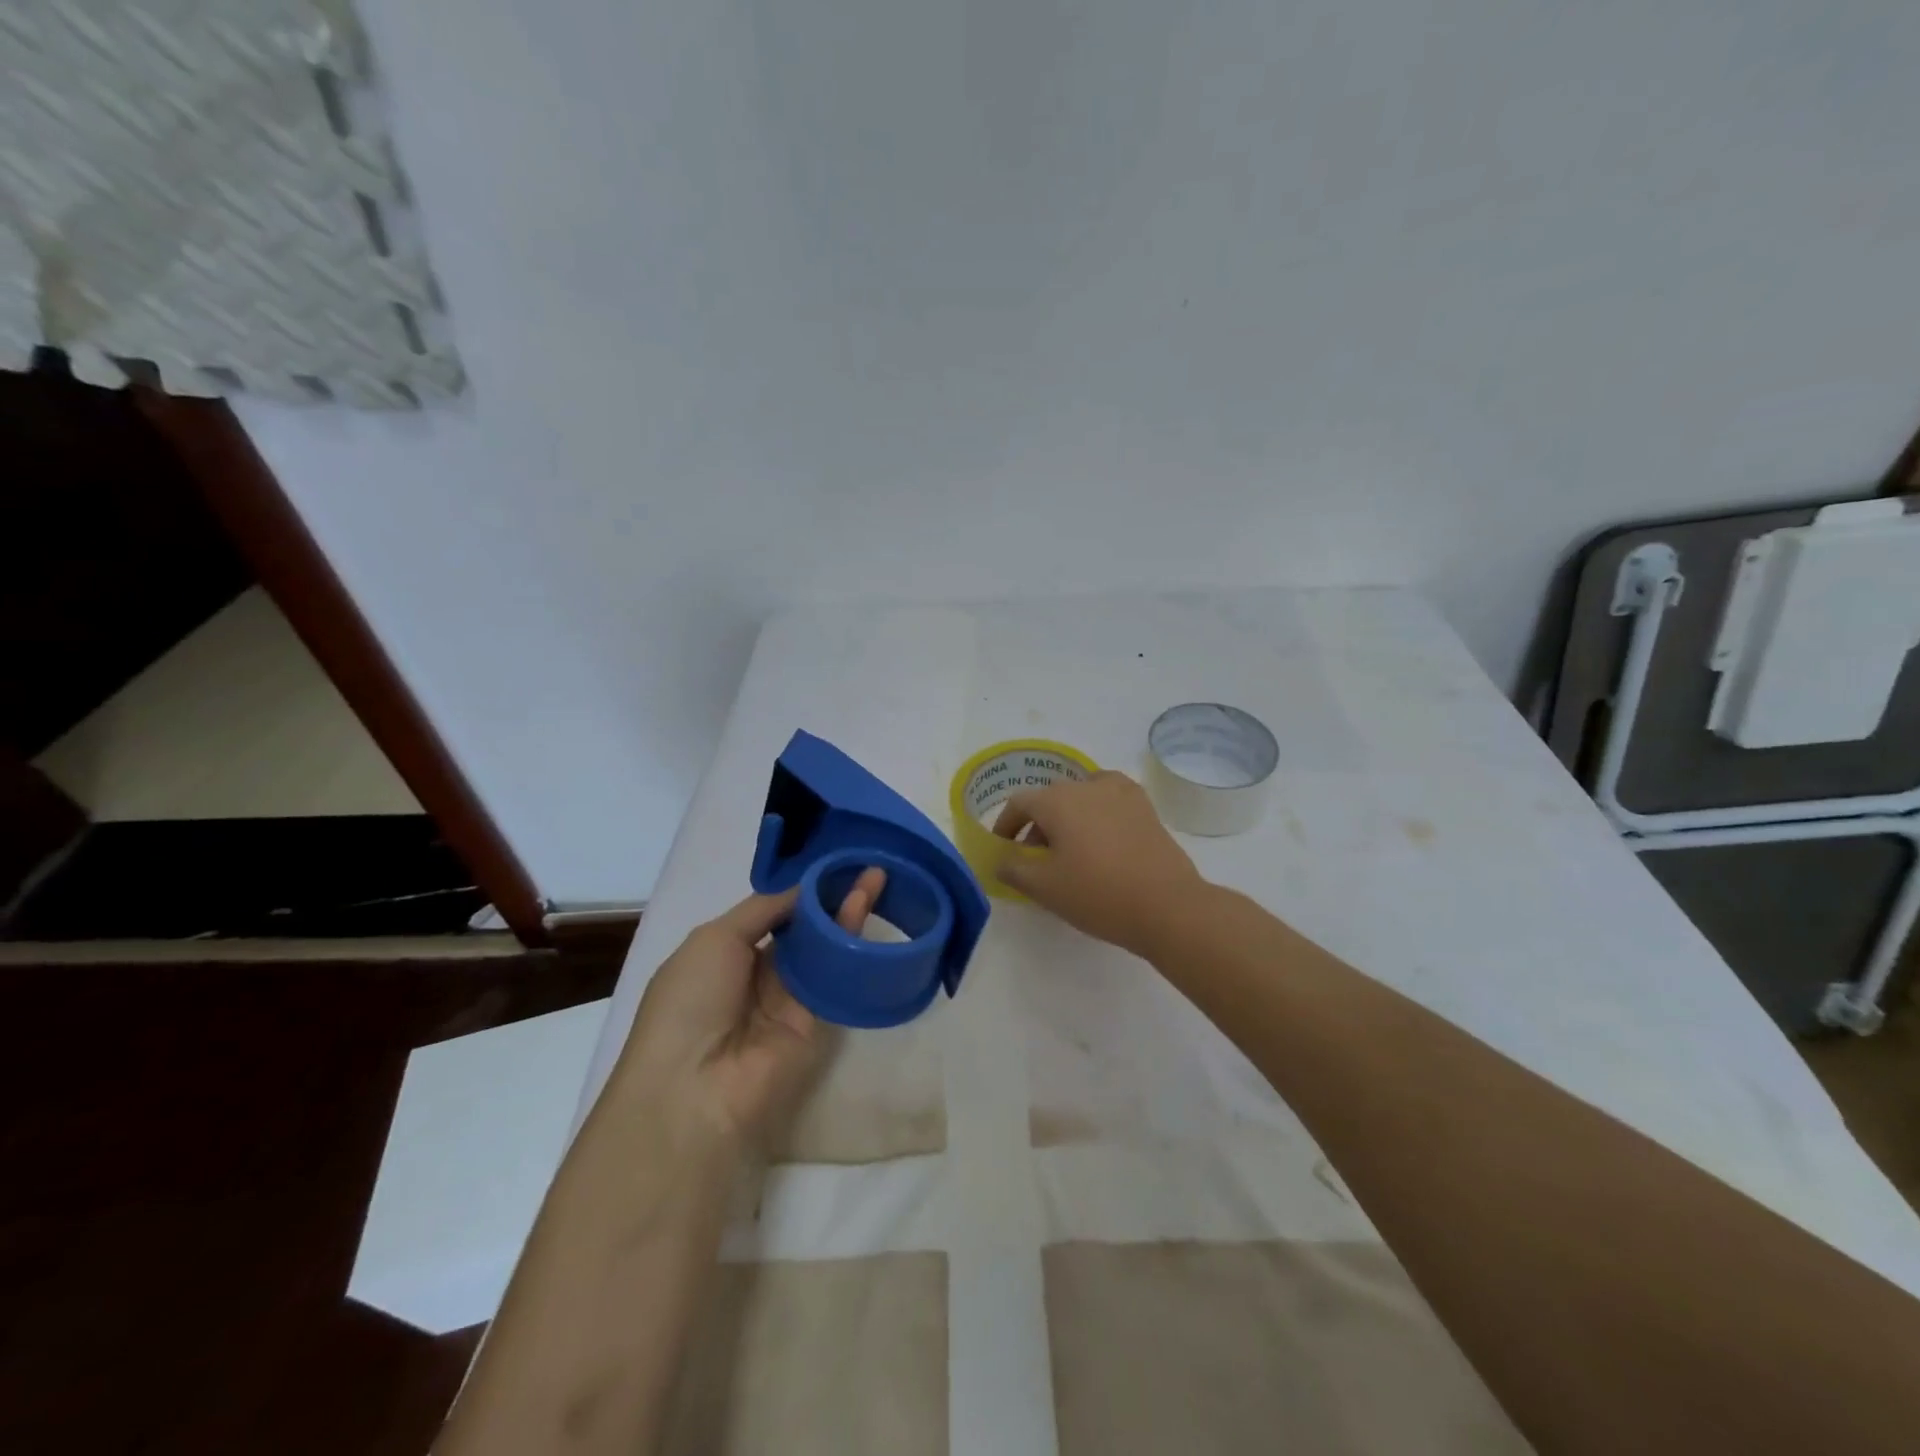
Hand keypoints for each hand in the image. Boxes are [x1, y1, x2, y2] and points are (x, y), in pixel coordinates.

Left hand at [614, 868, 885, 1154]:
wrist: (696, 1087)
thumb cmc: (690, 1002)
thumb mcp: (714, 938)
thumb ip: (764, 908)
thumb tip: (804, 887)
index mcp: (724, 954)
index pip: (771, 914)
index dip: (799, 889)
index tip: (830, 862)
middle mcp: (758, 975)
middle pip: (803, 928)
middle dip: (830, 896)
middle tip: (864, 865)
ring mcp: (790, 1000)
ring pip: (823, 947)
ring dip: (846, 911)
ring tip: (875, 876)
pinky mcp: (820, 1022)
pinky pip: (836, 975)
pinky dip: (851, 940)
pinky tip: (864, 905)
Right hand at [992, 770, 1204, 957]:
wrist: (1168, 906)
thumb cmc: (1098, 894)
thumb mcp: (1045, 888)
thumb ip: (1014, 869)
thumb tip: (1002, 860)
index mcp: (1058, 800)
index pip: (1020, 803)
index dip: (1006, 824)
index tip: (1004, 848)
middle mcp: (1088, 785)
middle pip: (1051, 798)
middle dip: (1038, 825)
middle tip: (1036, 858)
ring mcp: (1122, 793)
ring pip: (1082, 797)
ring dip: (1069, 817)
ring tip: (1071, 850)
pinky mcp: (1146, 807)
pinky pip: (1110, 802)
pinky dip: (1098, 815)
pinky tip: (1102, 842)